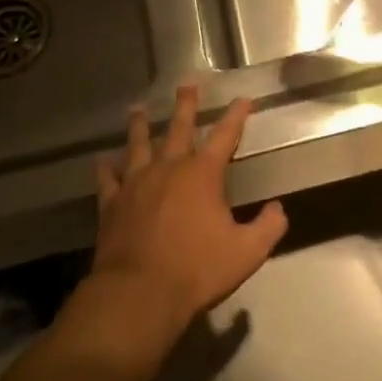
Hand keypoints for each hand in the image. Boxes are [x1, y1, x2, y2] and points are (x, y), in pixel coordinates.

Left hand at [92, 85, 288, 326]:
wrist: (139, 295)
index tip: (243, 99)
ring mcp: (136, 184)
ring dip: (141, 126)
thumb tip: (278, 209)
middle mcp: (169, 168)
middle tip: (186, 85)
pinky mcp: (112, 205)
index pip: (225, 135)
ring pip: (139, 145)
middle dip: (186, 106)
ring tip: (138, 109)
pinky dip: (106, 169)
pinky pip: (108, 180)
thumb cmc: (197, 270)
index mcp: (203, 174)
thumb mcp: (247, 252)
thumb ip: (269, 227)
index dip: (236, 115)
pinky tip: (103, 161)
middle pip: (179, 128)